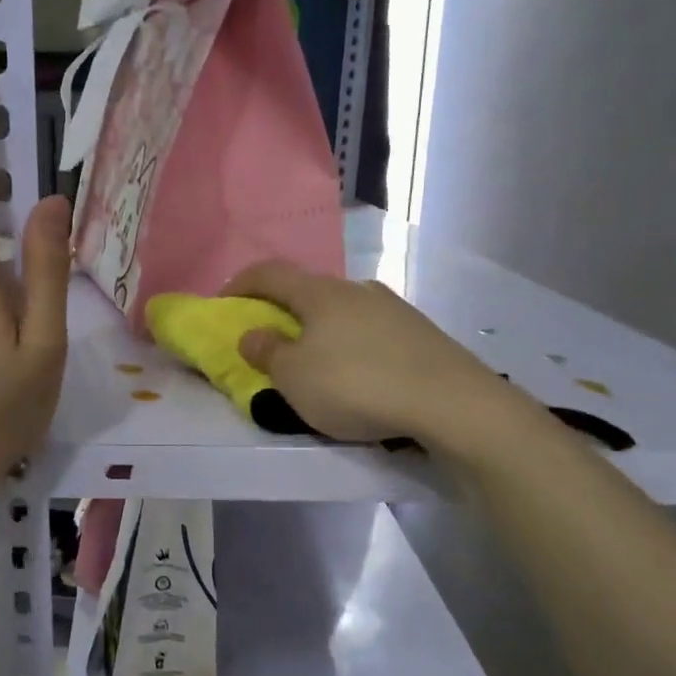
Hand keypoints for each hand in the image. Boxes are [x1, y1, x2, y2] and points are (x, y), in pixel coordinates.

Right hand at [225, 260, 543, 459]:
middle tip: (272, 339)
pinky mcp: (421, 333)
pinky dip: (353, 345)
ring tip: (318, 362)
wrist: (451, 402)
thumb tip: (253, 334)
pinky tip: (360, 374)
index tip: (223, 303)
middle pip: (309, 291)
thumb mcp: (295, 378)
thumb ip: (268, 353)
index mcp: (320, 293)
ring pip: (344, 311)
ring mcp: (394, 308)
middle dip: (284, 311)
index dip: (241, 284)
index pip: (270, 273)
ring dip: (321, 329)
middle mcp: (357, 289)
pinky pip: (372, 331)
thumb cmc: (357, 386)